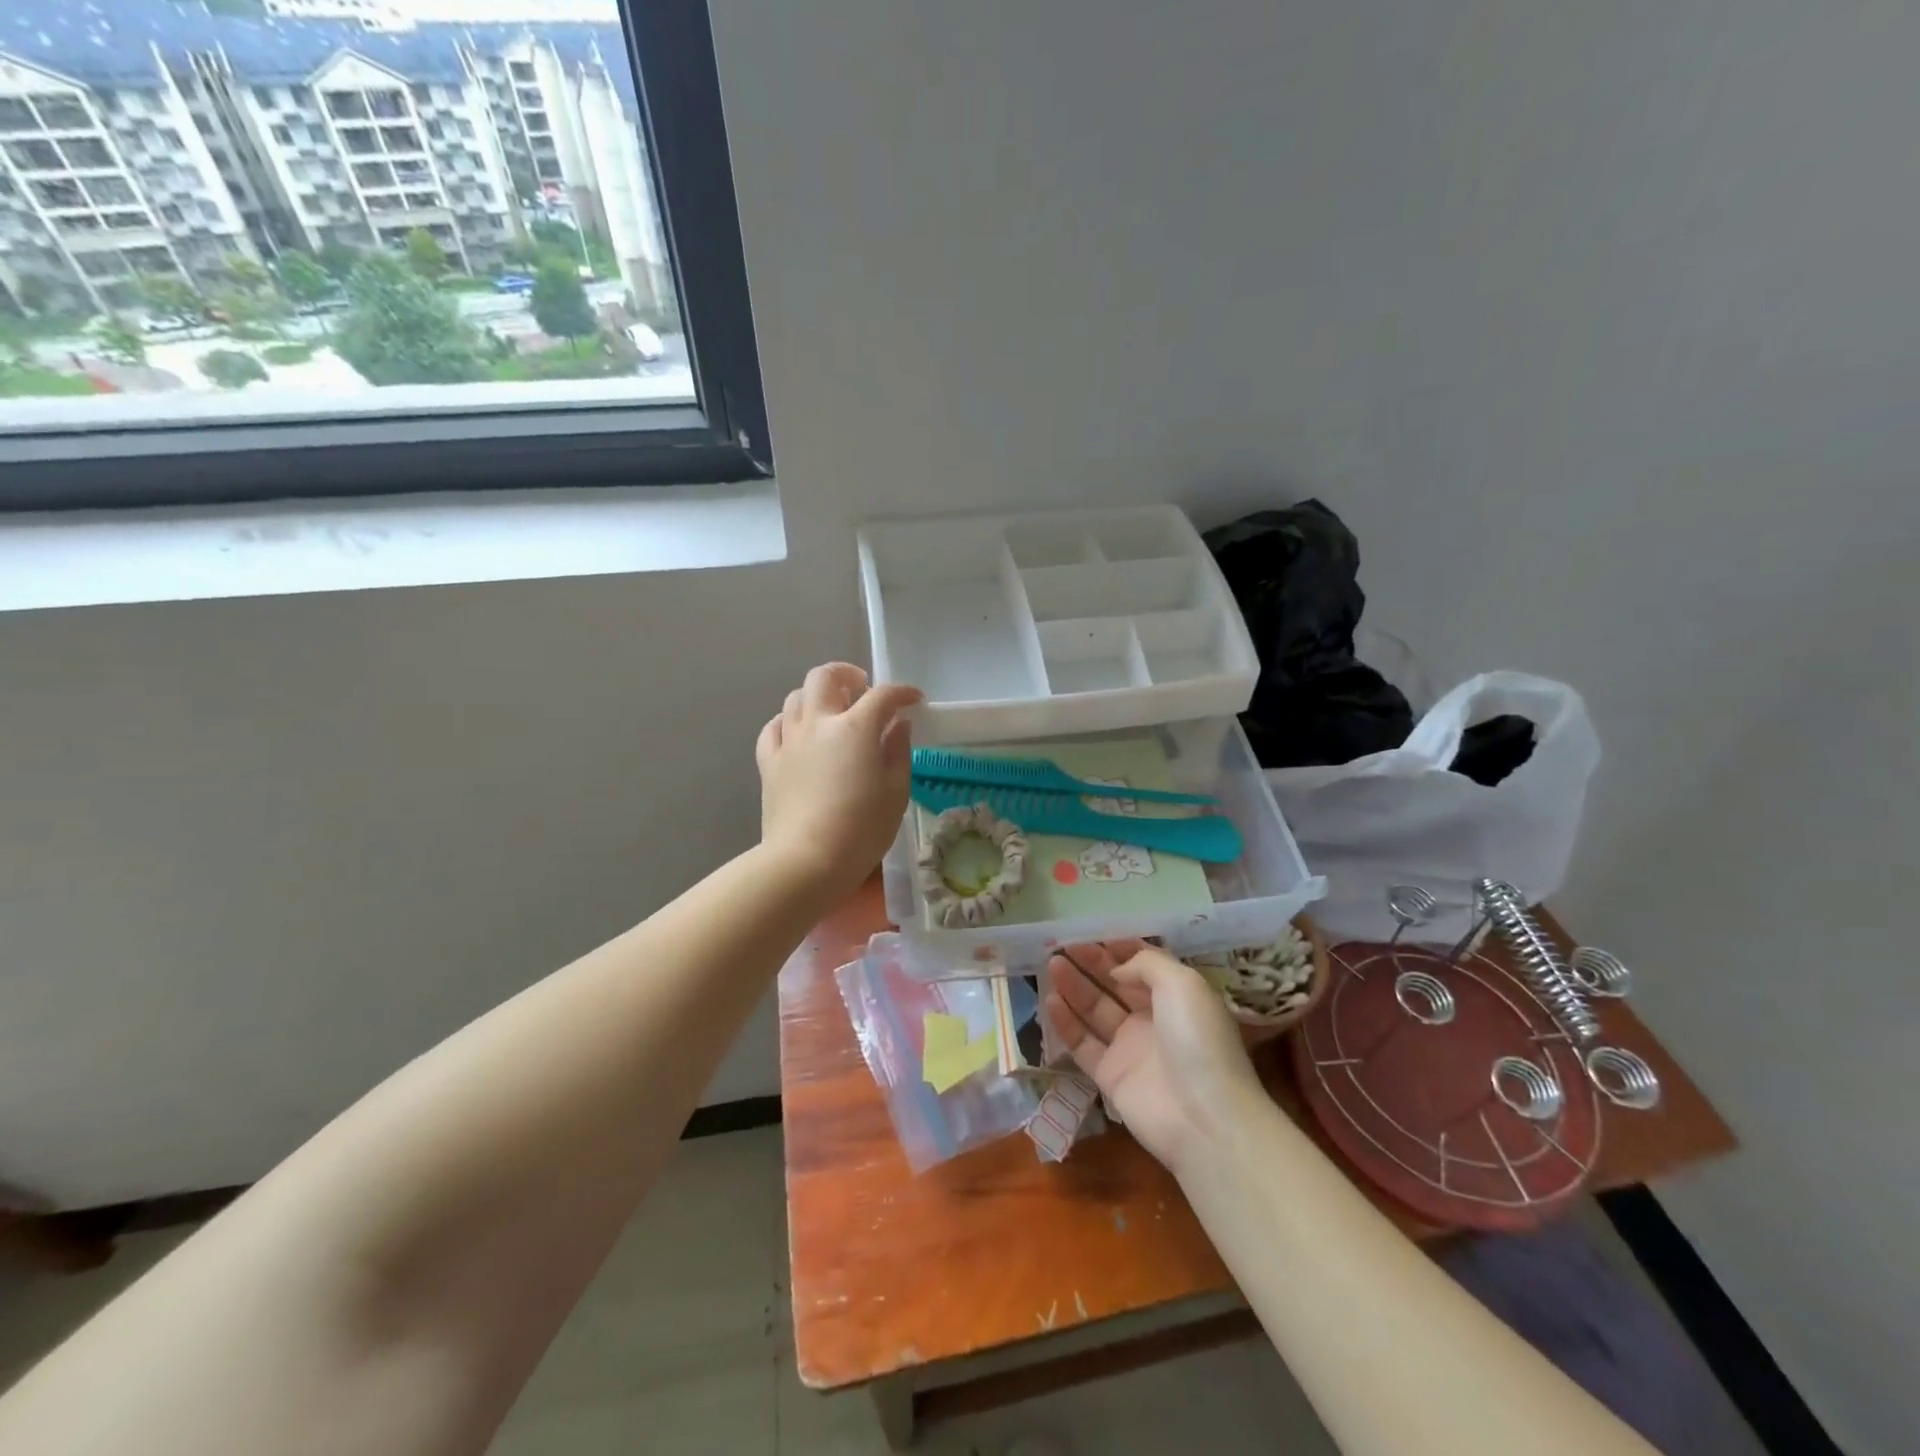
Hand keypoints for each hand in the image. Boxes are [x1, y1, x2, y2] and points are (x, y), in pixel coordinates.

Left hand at [755, 664, 923, 901]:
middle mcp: (818, 723)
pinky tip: (799, 734)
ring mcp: (789, 741)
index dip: (902, 692)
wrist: (806, 861)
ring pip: (796, 697)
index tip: (914, 700)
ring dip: (817, 696)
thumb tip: (898, 724)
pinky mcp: (769, 763)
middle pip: (825, 677)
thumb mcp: (895, 792)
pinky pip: (774, 727)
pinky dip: (789, 721)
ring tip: (831, 712)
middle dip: (847, 674)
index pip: (882, 695)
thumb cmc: (861, 830)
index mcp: (855, 728)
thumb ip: (898, 751)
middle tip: (862, 688)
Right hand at [1044, 941, 1264, 1175]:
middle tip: (1063, 945)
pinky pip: (1083, 1043)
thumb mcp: (1182, 983)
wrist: (1205, 1118)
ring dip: (1074, 986)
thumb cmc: (1198, 1040)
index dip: (1119, 948)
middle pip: (1115, 984)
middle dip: (1091, 963)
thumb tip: (1116, 969)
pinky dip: (1066, 1022)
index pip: (1144, 965)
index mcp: (1177, 996)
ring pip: (1095, 1010)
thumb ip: (1146, 964)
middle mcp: (1153, 1020)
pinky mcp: (1110, 1076)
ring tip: (1051, 963)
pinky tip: (1051, 1000)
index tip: (1092, 933)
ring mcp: (1131, 1049)